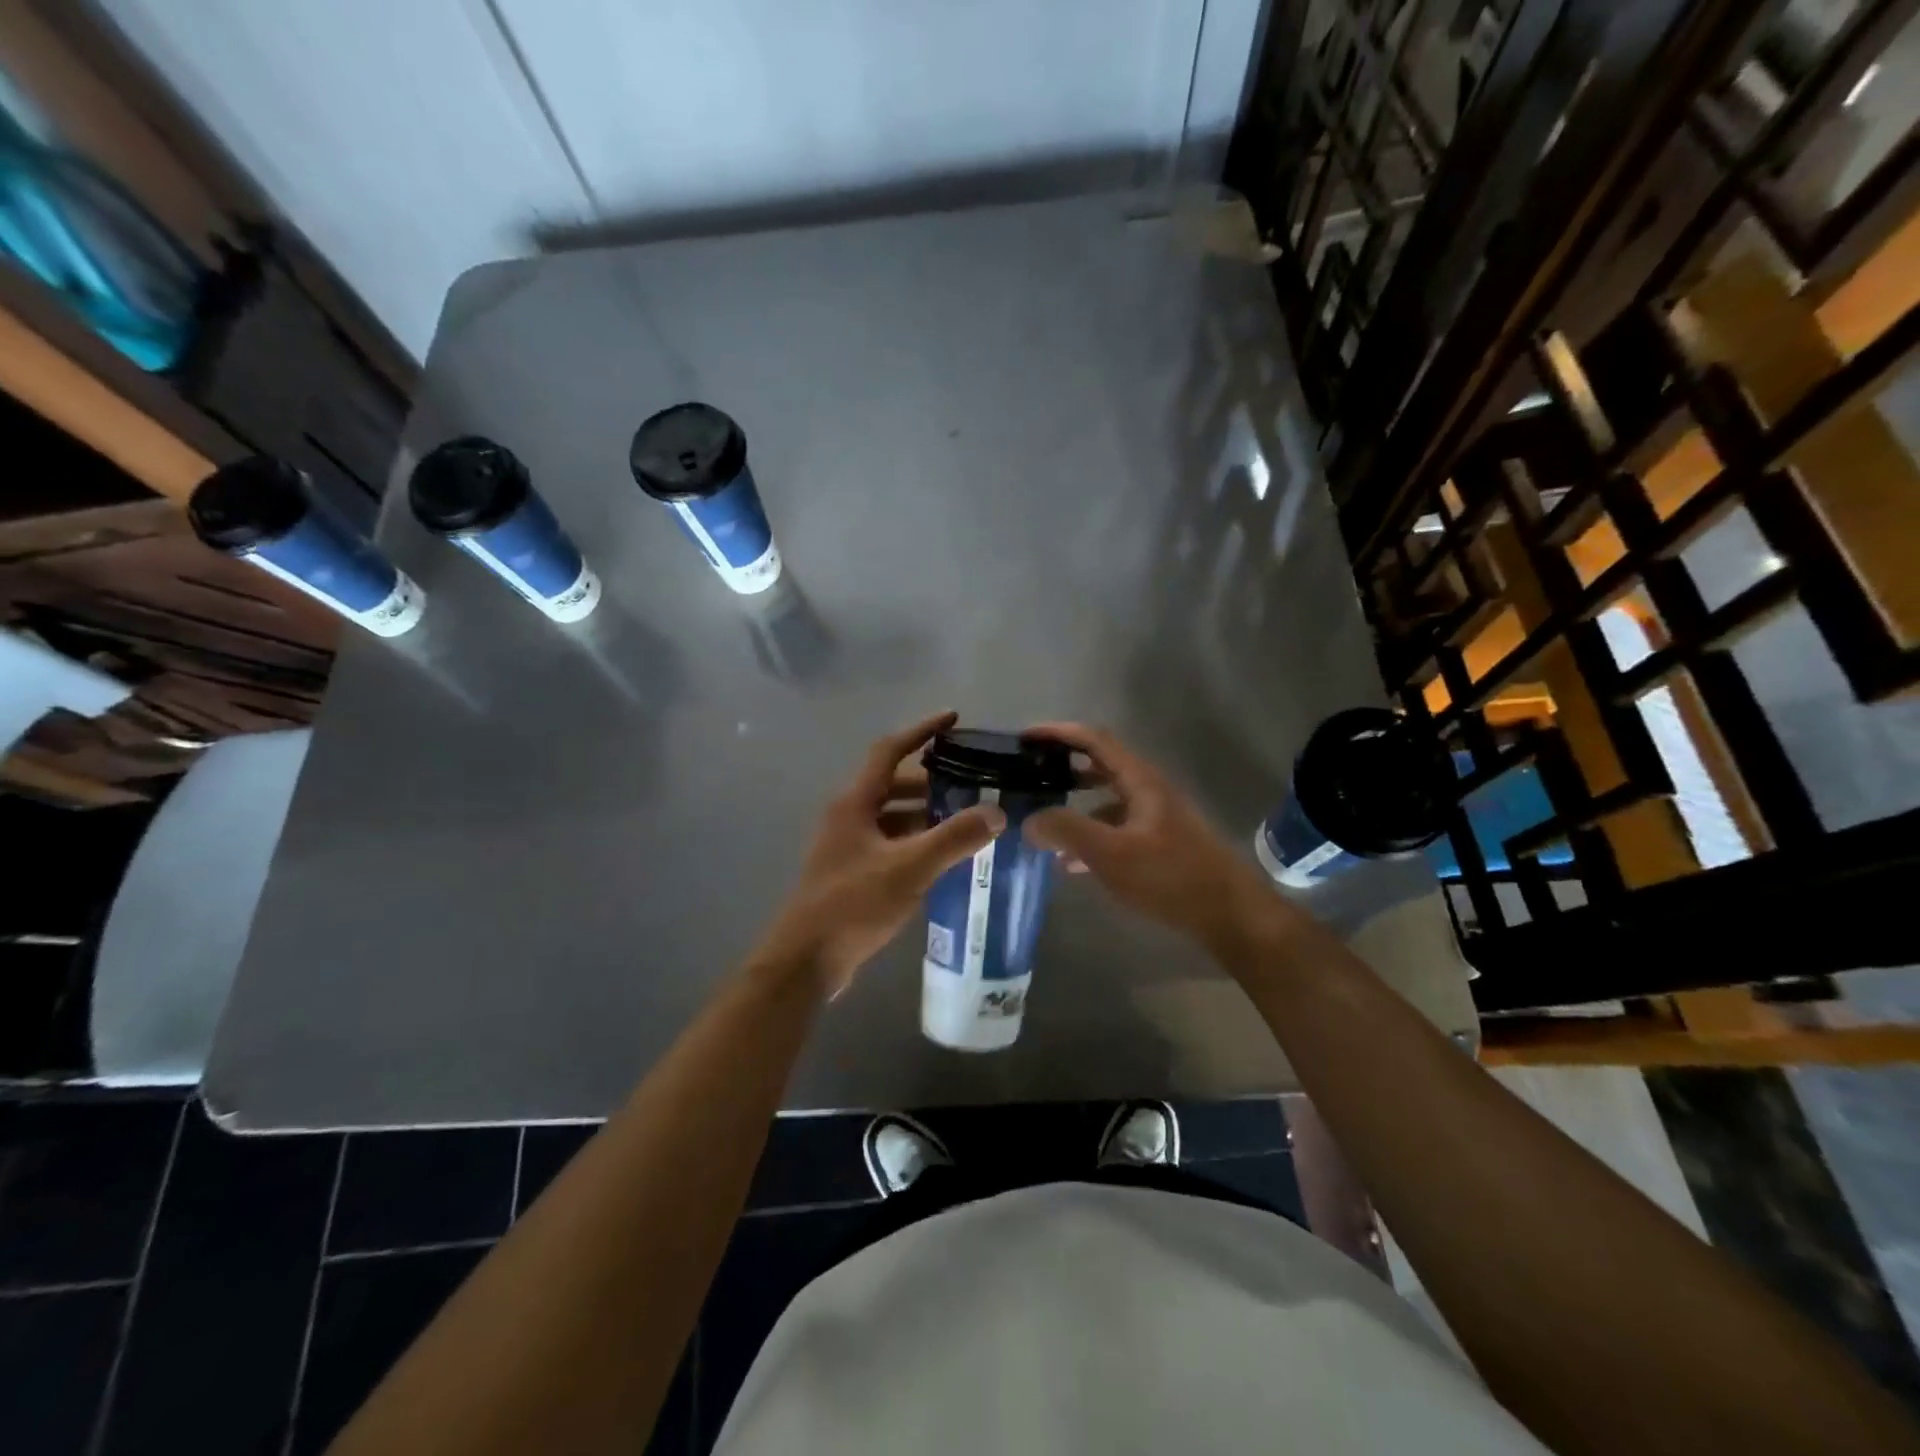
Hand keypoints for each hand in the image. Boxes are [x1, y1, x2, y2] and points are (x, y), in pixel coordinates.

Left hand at [757, 711, 1005, 997]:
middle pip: (892, 784)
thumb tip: (996, 812)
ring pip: (892, 816)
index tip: (953, 719)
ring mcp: (847, 846)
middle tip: (970, 783)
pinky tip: (941, 859)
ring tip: (964, 821)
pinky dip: (915, 842)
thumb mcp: (910, 868)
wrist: (807, 960)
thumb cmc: (853, 904)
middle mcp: (848, 816)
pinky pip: (889, 843)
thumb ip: (954, 838)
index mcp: (855, 803)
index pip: (889, 751)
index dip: (921, 731)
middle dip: (931, 780)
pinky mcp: (851, 872)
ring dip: (924, 814)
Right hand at [1022, 722, 1290, 958]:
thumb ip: (1067, 831)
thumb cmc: (1170, 876)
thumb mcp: (1112, 854)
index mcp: (1140, 780)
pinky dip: (1090, 836)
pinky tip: (1070, 863)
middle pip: (1099, 766)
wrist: (1229, 914)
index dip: (1058, 733)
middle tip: (1028, 777)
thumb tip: (1029, 820)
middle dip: (1062, 768)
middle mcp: (1148, 790)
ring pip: (1106, 800)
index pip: (1094, 740)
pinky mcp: (1159, 843)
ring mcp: (1155, 817)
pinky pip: (1115, 829)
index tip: (1025, 738)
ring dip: (1074, 806)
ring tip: (1041, 823)